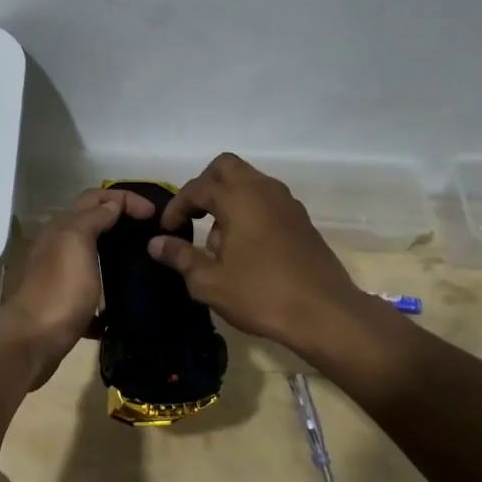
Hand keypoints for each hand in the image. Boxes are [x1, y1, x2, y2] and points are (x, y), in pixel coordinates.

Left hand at [0, 185, 156, 388]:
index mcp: (63, 227)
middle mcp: (59, 245)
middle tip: (152, 230)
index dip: (126, 199)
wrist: (34, 340)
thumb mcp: (77, 241)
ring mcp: (61, 275)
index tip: (154, 215)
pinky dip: (109, 286)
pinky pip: (92, 287)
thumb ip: (93, 218)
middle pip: (93, 221)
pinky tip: (127, 296)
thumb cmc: (61, 288)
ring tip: (145, 259)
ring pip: (93, 253)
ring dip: (117, 251)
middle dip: (121, 219)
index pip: (96, 198)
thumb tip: (112, 206)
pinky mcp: (67, 302)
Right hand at [148, 153, 373, 357]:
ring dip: (228, 199)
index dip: (177, 206)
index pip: (197, 188)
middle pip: (226, 168)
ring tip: (217, 241)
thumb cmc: (261, 294)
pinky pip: (266, 201)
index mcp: (239, 198)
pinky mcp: (301, 220)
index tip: (167, 230)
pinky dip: (249, 211)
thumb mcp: (210, 281)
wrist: (325, 314)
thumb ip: (180, 257)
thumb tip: (156, 243)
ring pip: (249, 182)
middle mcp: (264, 190)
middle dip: (204, 186)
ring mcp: (287, 203)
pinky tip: (244, 249)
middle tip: (192, 216)